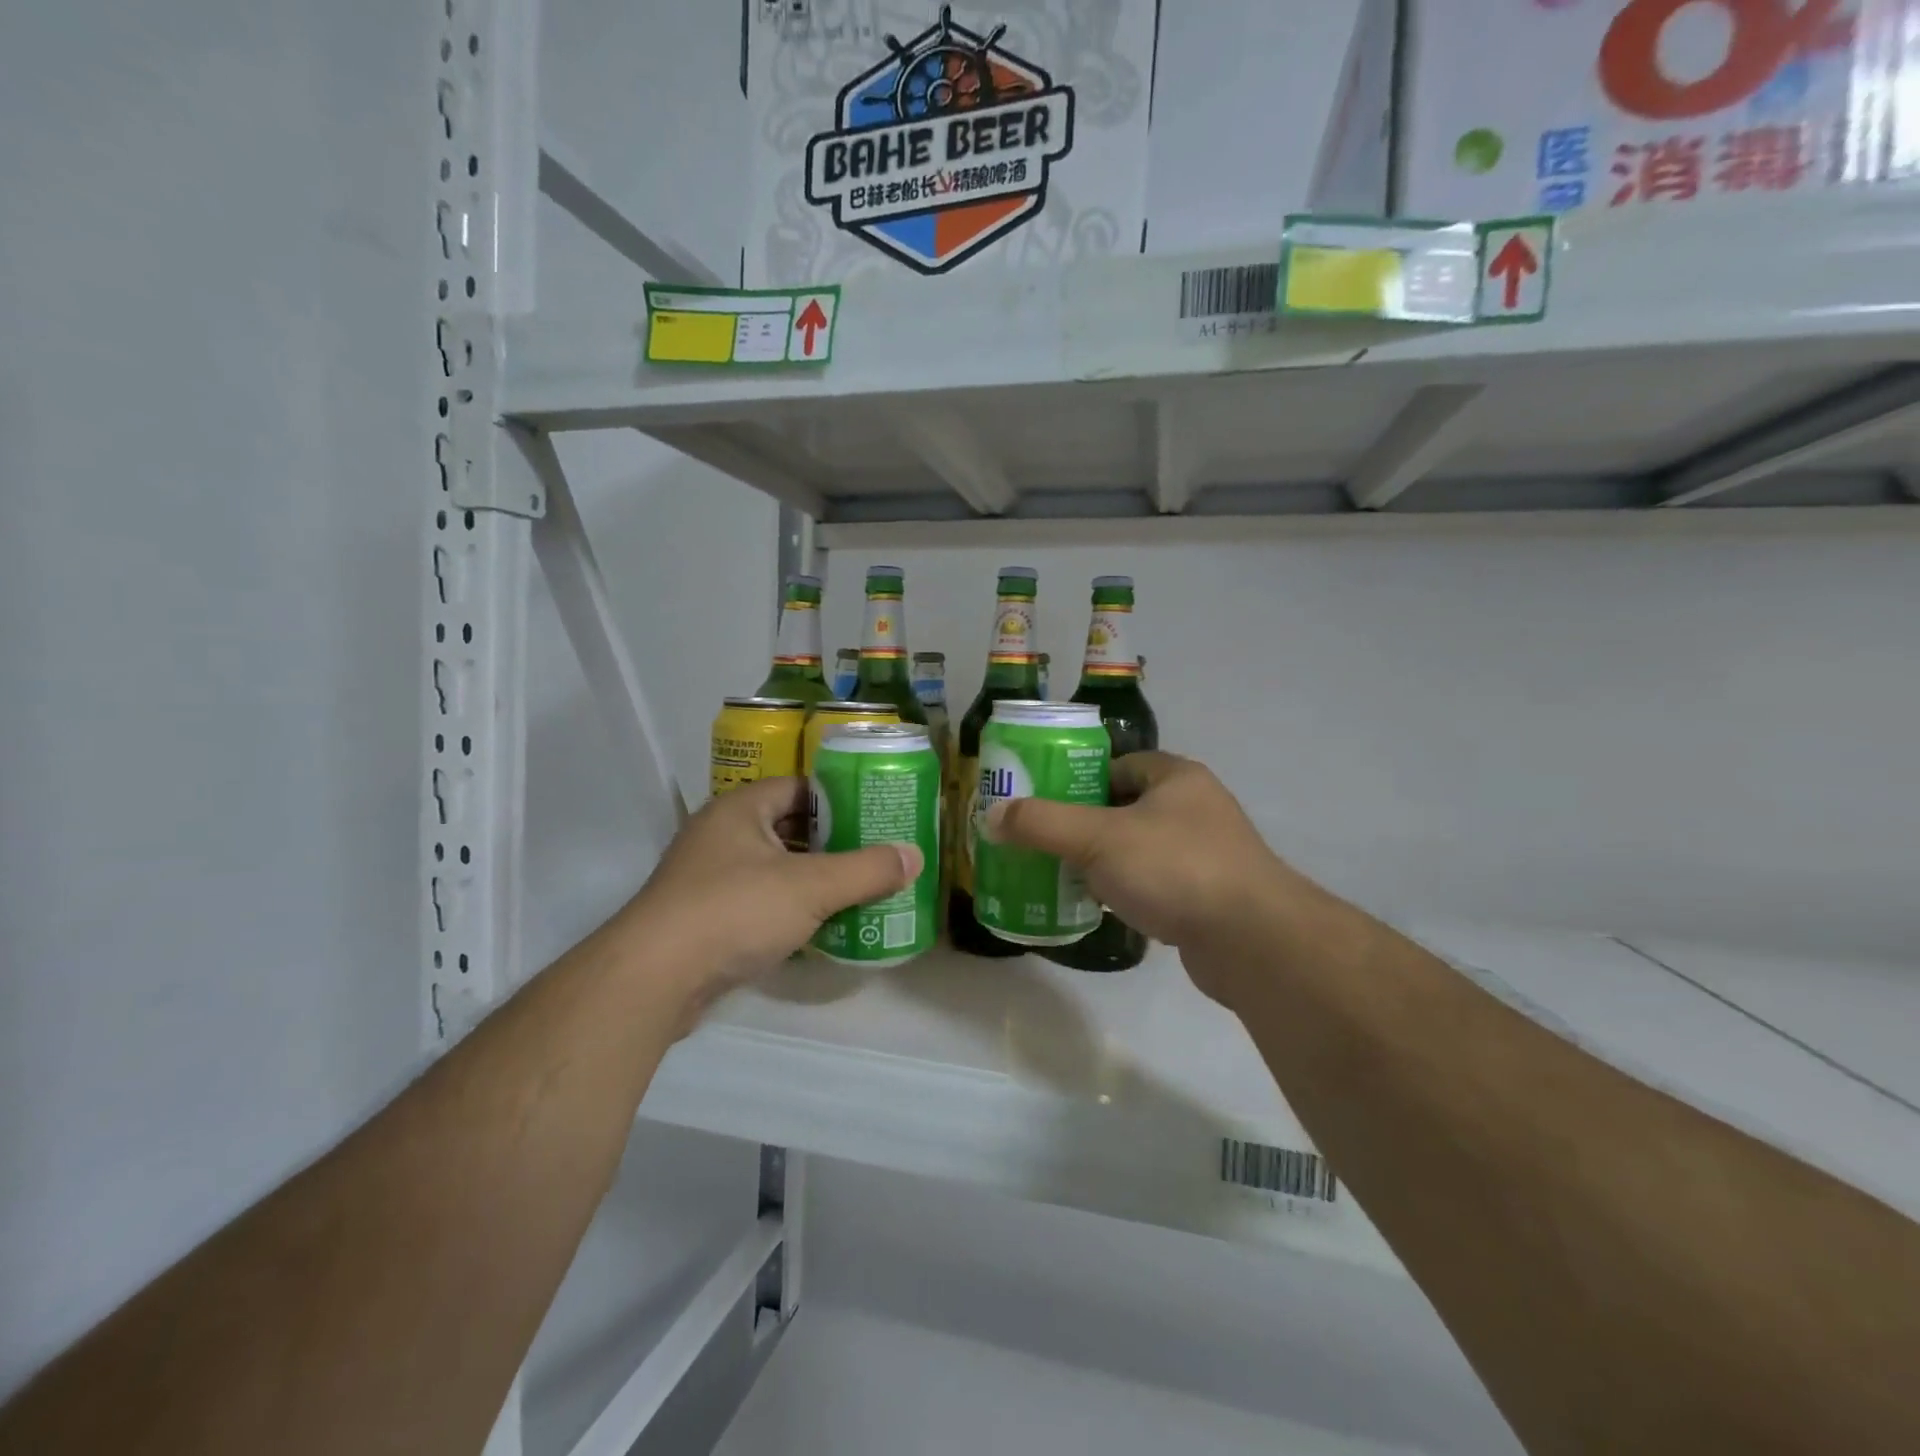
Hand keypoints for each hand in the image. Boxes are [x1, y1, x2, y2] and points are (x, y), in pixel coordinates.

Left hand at [620, 777, 919, 1026]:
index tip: (878, 812)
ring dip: (815, 879)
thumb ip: (866, 870)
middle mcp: (723, 835)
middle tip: (879, 852)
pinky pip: (761, 902)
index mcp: (741, 809)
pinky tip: (824, 925)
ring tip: (862, 888)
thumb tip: (915, 855)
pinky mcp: (707, 919)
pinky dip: (792, 909)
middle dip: (834, 842)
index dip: (841, 797)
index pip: (800, 787)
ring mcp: (711, 878)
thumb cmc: (734, 911)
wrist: (653, 979)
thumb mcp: (810, 887)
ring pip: (776, 868)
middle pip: (790, 828)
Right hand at [984, 751, 1312, 1003]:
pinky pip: (1155, 885)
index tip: (1044, 801)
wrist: (1253, 941)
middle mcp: (1196, 809)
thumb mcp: (1098, 838)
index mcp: (1176, 778)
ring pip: (1139, 850)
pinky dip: (1127, 892)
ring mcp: (1206, 855)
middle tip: (1042, 842)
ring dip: (1104, 862)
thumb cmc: (1175, 868)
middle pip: (1125, 808)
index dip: (1080, 778)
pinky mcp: (1208, 898)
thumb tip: (991, 815)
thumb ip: (1042, 824)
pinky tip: (1099, 908)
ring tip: (1060, 875)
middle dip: (1085, 825)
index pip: (1119, 765)